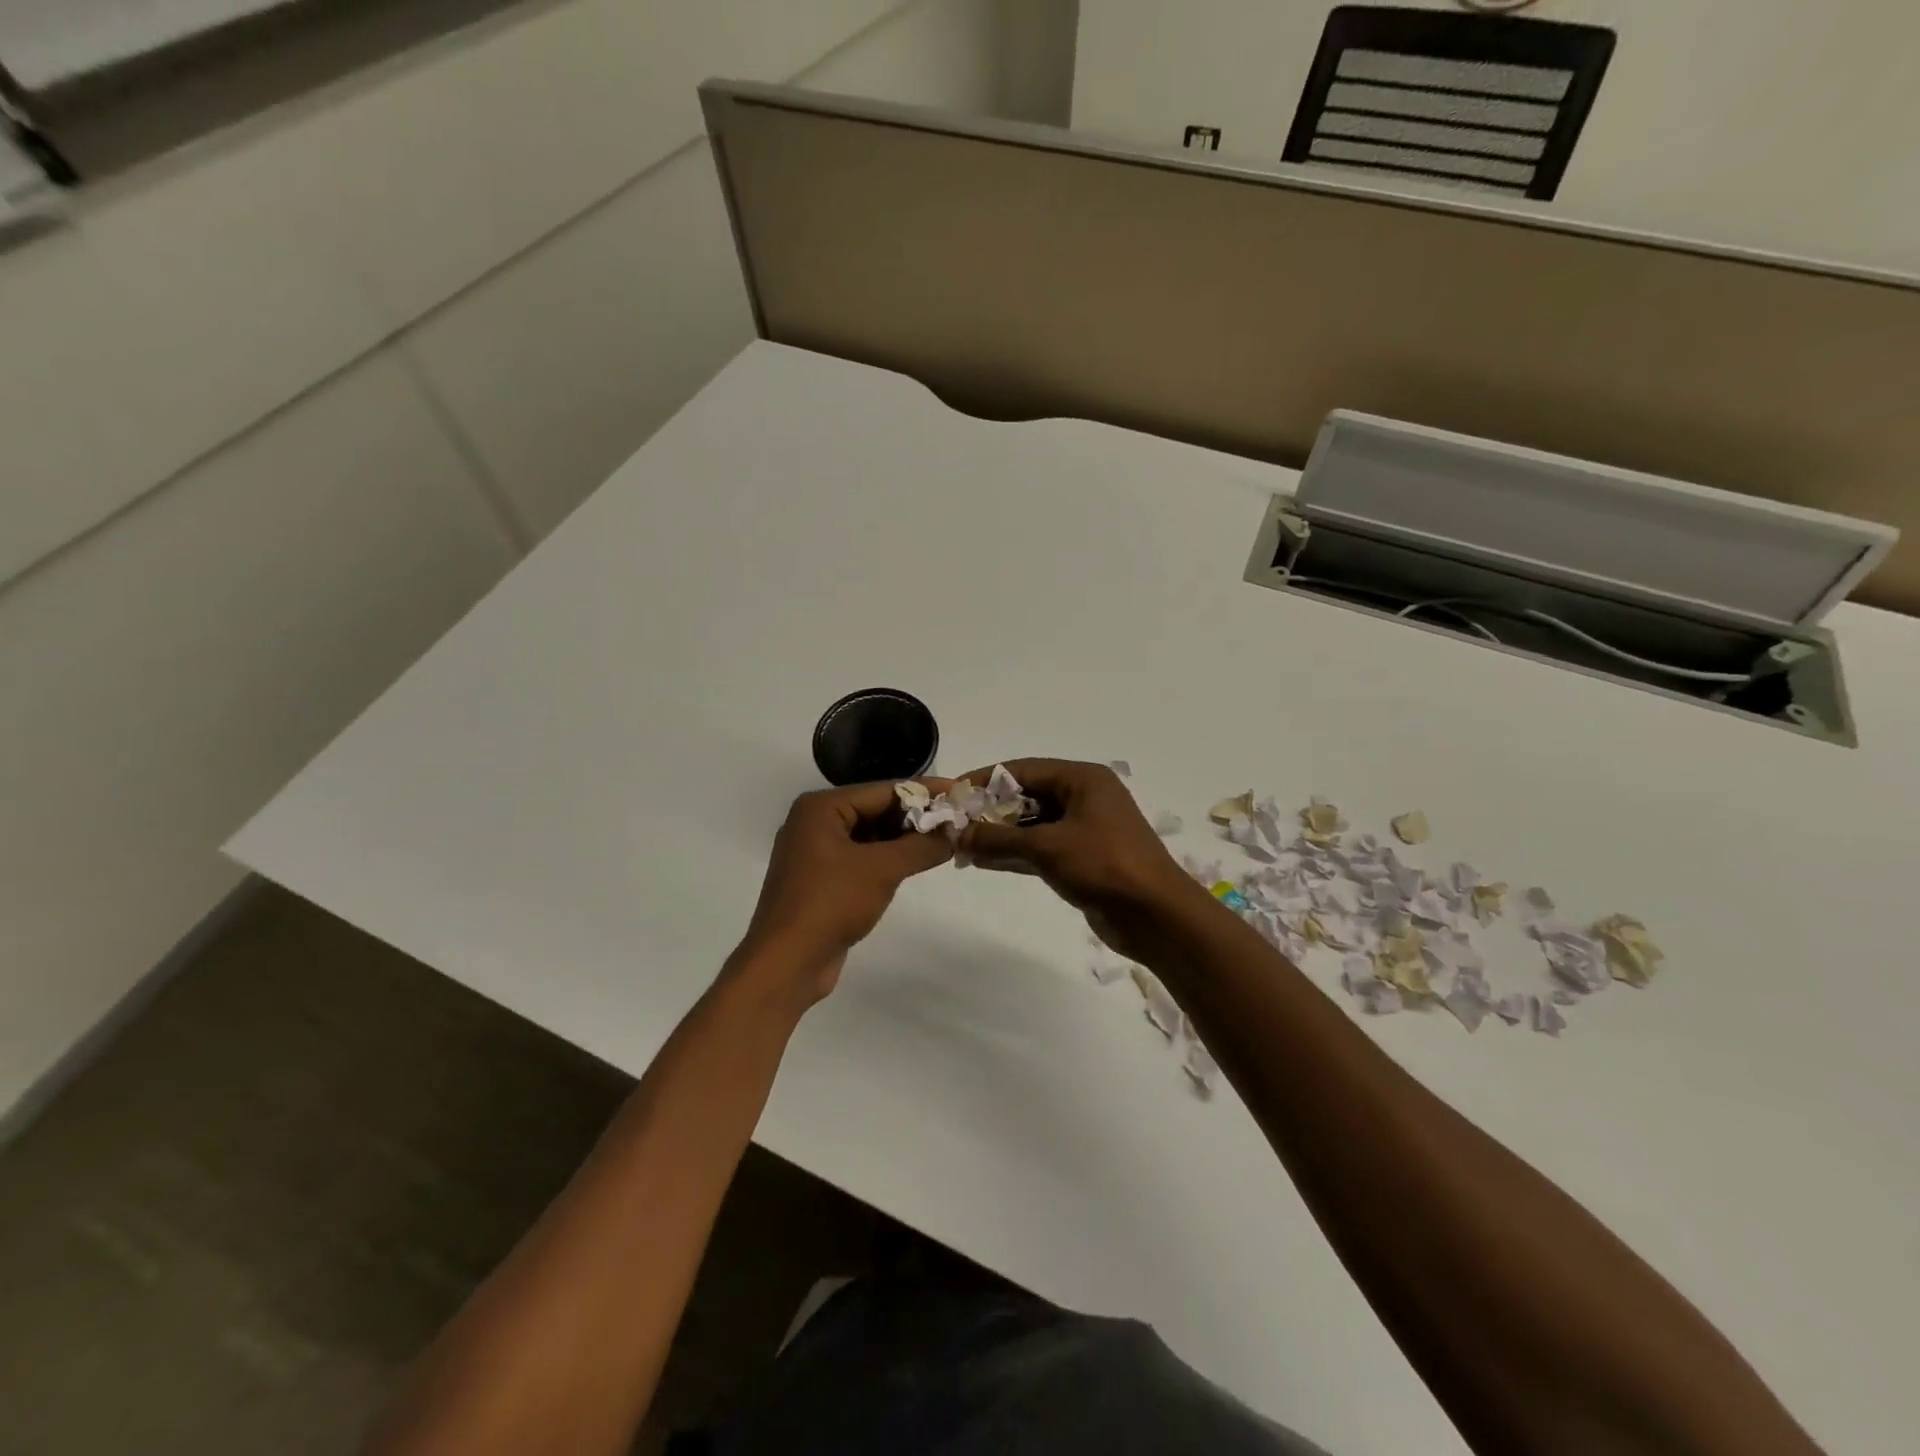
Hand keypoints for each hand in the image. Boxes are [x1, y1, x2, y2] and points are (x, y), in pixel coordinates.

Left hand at [731, 780, 954, 1003]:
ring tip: (946, 839)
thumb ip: (921, 846)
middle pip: (876, 810)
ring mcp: (816, 853)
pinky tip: (917, 863)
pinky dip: (888, 858)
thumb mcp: (882, 869)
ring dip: (905, 839)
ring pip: (870, 836)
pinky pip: (861, 858)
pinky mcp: (822, 880)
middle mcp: (815, 823)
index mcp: (821, 808)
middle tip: (958, 819)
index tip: (960, 792)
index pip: (883, 790)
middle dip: (916, 816)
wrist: (787, 963)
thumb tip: (955, 832)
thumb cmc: (831, 903)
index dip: (925, 791)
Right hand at [957, 759, 1207, 959]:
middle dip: (990, 811)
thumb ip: (998, 839)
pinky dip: (1014, 853)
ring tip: (961, 846)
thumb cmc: (1104, 866)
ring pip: (1031, 825)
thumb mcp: (1046, 847)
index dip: (985, 781)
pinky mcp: (1082, 858)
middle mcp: (1083, 797)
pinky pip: (1040, 848)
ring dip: (999, 835)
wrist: (1156, 916)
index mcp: (1082, 780)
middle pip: (1026, 796)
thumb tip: (956, 835)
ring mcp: (1084, 829)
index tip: (952, 794)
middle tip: (954, 824)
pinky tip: (982, 862)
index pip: (1023, 770)